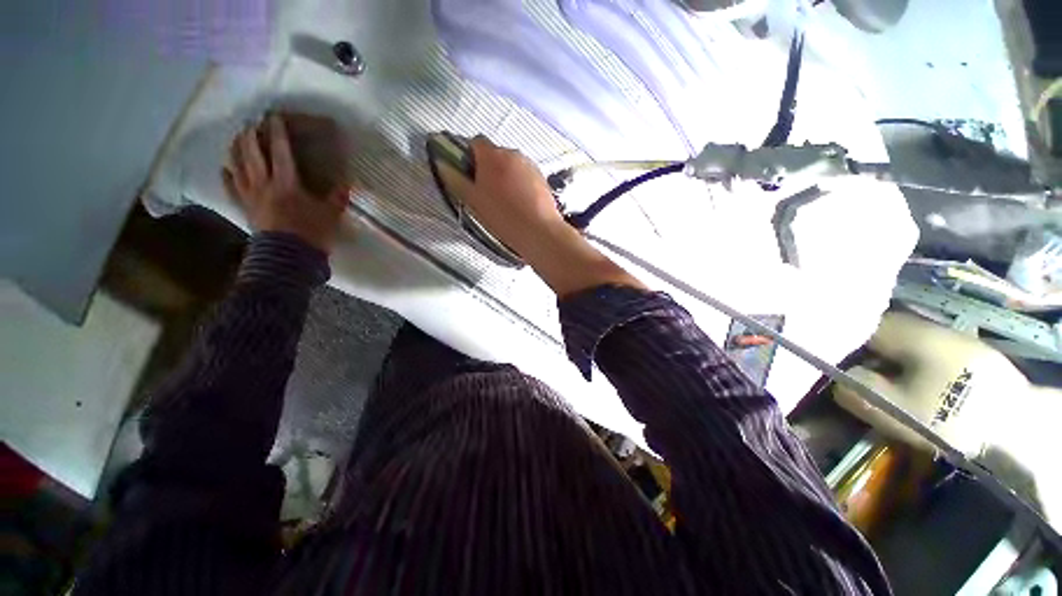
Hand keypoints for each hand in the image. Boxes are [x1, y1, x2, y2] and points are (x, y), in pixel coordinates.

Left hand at [223, 113, 348, 252]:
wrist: (288, 257)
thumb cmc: (312, 234)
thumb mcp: (331, 215)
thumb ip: (337, 197)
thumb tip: (348, 183)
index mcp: (287, 184)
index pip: (281, 152)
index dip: (278, 133)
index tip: (275, 117)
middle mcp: (264, 184)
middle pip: (253, 153)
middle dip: (252, 135)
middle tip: (252, 123)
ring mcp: (251, 195)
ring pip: (238, 165)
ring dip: (236, 149)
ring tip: (237, 137)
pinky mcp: (244, 207)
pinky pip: (231, 187)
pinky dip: (227, 175)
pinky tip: (225, 167)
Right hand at [436, 136, 566, 259]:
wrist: (539, 231)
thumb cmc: (503, 217)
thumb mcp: (474, 201)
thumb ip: (457, 180)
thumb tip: (445, 166)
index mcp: (492, 156)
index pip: (475, 143)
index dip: (468, 156)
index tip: (468, 174)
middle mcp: (513, 153)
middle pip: (494, 154)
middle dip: (487, 168)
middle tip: (485, 191)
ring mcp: (530, 165)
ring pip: (511, 165)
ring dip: (504, 175)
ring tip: (504, 200)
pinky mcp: (542, 177)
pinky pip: (524, 175)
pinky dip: (519, 183)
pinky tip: (519, 203)